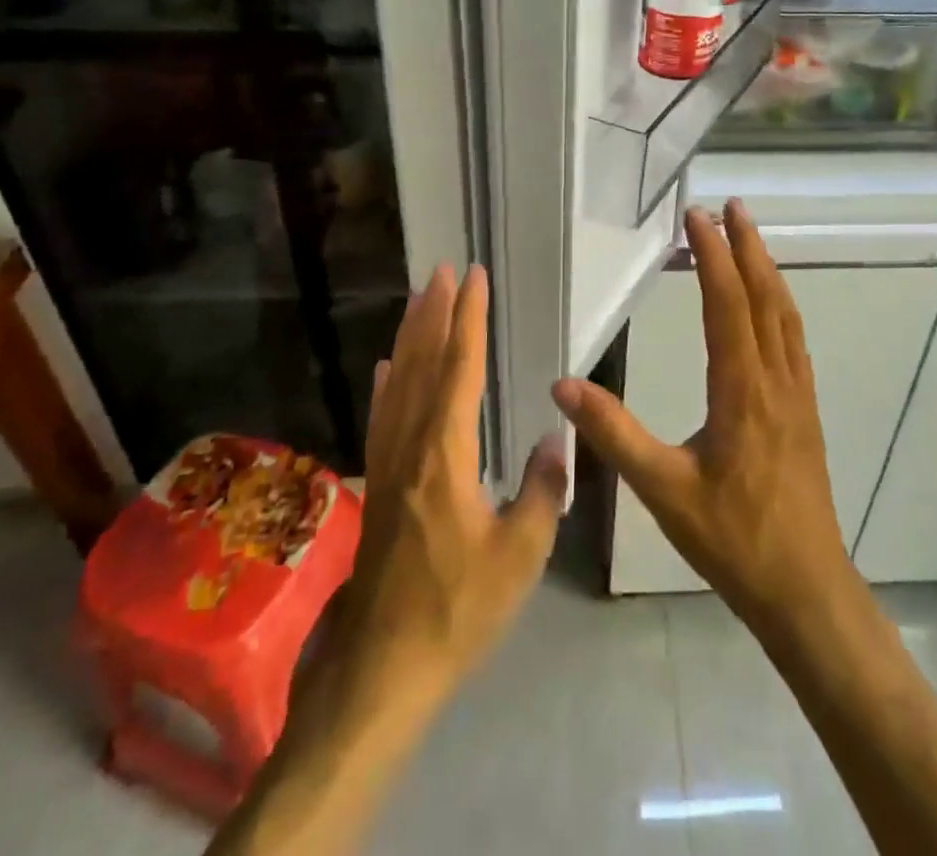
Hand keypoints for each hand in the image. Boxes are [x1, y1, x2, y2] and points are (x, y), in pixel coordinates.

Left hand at [342, 263, 565, 700]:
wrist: (383, 667)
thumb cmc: (457, 609)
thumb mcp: (519, 556)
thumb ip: (543, 492)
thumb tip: (558, 439)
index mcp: (445, 454)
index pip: (460, 369)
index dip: (468, 319)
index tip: (473, 278)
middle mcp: (411, 446)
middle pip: (422, 364)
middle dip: (434, 313)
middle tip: (441, 270)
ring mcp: (388, 464)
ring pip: (398, 383)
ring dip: (410, 336)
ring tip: (418, 299)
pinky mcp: (379, 485)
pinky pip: (382, 418)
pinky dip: (386, 384)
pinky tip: (387, 367)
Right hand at [551, 201, 851, 632]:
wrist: (805, 587)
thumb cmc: (732, 539)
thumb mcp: (663, 489)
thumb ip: (614, 434)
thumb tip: (563, 385)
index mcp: (742, 390)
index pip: (727, 304)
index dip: (713, 256)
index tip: (696, 216)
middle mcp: (775, 380)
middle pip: (765, 297)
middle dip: (747, 247)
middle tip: (730, 206)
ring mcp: (797, 394)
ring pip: (785, 316)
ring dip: (767, 270)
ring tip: (750, 238)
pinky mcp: (805, 411)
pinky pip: (793, 340)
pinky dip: (780, 305)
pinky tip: (770, 306)